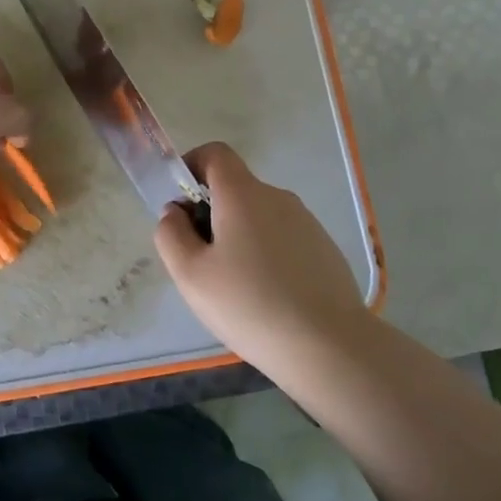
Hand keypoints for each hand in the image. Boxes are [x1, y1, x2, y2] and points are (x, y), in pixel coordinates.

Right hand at [155, 142, 369, 367]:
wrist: (330, 347)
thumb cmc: (250, 304)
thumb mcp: (190, 274)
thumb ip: (170, 234)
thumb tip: (175, 213)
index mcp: (243, 194)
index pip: (215, 153)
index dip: (192, 167)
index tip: (181, 204)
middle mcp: (277, 197)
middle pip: (235, 189)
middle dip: (212, 214)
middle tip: (202, 262)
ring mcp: (306, 222)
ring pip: (259, 217)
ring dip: (240, 238)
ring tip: (236, 288)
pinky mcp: (324, 249)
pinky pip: (283, 239)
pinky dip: (267, 256)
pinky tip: (269, 299)